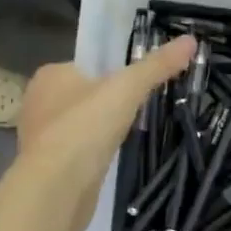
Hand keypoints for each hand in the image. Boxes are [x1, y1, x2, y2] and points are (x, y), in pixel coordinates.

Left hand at [17, 37, 196, 230]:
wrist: (56, 190)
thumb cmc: (85, 128)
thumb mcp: (128, 89)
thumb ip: (157, 65)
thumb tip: (190, 39)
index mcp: (50, 75)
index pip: (88, 65)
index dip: (114, 72)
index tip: (140, 84)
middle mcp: (39, 101)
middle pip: (86, 94)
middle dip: (111, 102)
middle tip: (142, 109)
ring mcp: (41, 136)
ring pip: (82, 123)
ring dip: (102, 129)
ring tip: (133, 134)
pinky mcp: (47, 166)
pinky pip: (78, 150)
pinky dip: (95, 152)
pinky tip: (114, 157)